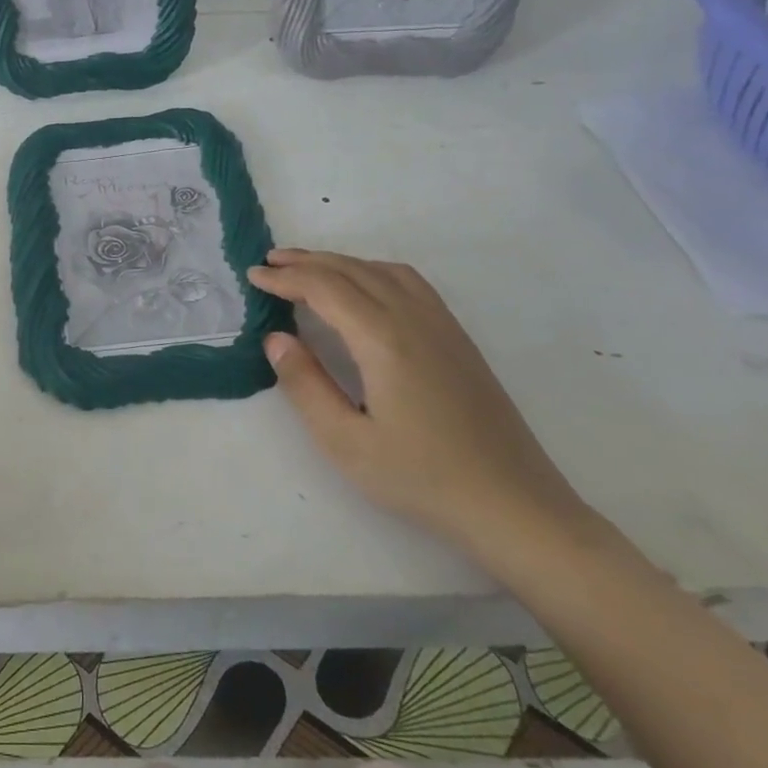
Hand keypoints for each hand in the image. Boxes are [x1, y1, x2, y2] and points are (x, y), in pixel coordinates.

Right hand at [249, 249, 592, 558]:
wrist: (515, 506)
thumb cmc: (422, 479)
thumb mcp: (346, 443)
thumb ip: (305, 385)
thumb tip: (277, 338)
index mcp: (383, 340)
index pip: (324, 288)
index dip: (285, 278)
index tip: (253, 277)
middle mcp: (414, 319)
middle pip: (352, 270)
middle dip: (307, 261)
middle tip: (269, 263)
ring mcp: (443, 325)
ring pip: (383, 271)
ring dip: (340, 262)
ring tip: (308, 269)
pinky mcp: (459, 339)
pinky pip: (409, 283)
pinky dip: (372, 270)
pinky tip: (364, 287)